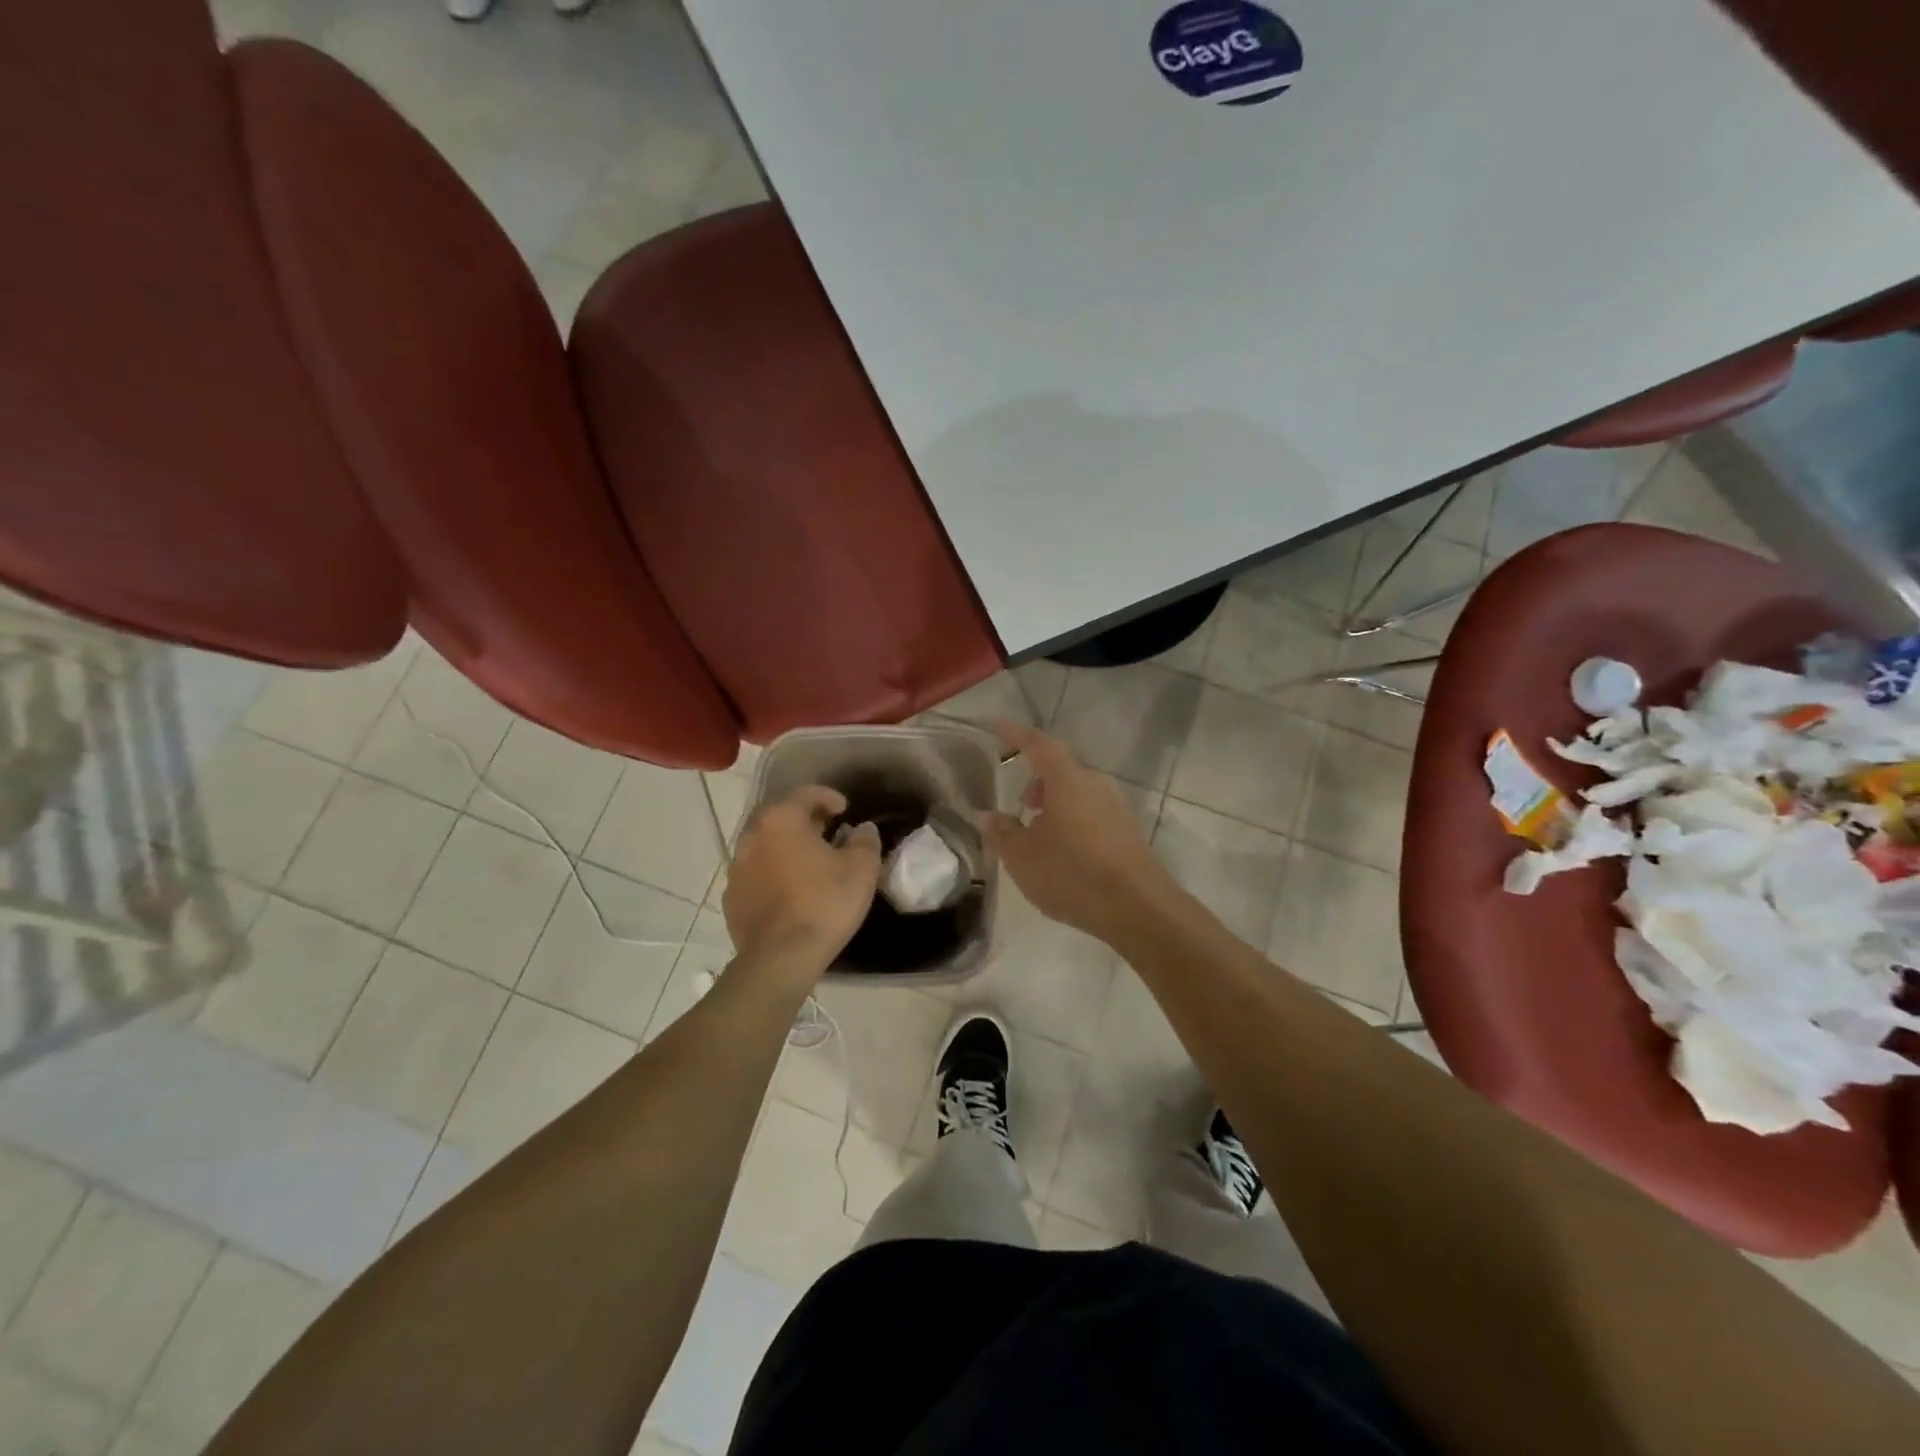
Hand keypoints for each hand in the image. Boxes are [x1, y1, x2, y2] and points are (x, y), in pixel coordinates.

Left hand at [723, 786, 880, 983]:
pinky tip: (790, 893)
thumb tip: (863, 828)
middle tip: (829, 833)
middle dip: (805, 821)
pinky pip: (756, 875)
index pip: (805, 794)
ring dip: (787, 848)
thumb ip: (865, 841)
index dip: (828, 797)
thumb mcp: (861, 869)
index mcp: (781, 820)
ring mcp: (737, 869)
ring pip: (765, 847)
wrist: (781, 958)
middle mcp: (752, 837)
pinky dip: (773, 875)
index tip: (845, 810)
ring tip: (810, 864)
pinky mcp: (732, 899)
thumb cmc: (824, 903)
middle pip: (781, 818)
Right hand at [983, 722, 1174, 942]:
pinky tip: (1063, 850)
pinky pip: (1092, 812)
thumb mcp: (1022, 857)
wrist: (1137, 907)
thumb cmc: (1072, 874)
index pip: (1038, 745)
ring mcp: (1116, 807)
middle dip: (1037, 780)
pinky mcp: (1127, 831)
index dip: (1016, 735)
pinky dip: (1072, 819)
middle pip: (1061, 770)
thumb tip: (988, 816)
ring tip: (1038, 832)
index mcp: (1067, 780)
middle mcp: (1095, 784)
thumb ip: (1002, 833)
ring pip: (1078, 792)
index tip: (997, 727)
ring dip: (1055, 803)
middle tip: (1020, 803)